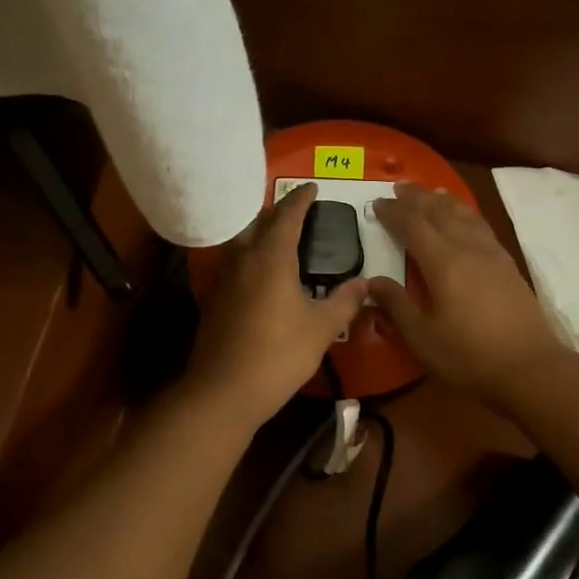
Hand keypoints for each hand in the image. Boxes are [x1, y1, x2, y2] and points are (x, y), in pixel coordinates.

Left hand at [187, 184, 367, 425]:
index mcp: (271, 257)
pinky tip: (262, 276)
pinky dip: (251, 258)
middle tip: (299, 212)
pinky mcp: (213, 300)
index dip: (301, 199)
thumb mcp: (321, 329)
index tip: (313, 187)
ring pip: (242, 243)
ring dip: (261, 234)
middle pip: (259, 223)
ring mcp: (223, 279)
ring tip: (282, 240)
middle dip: (279, 212)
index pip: (286, 215)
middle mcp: (242, 259)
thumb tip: (364, 283)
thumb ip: (344, 301)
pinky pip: (235, 264)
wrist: (222, 391)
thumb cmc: (277, 355)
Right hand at [371, 182, 566, 409]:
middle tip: (399, 186)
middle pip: (440, 212)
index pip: (413, 226)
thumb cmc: (469, 356)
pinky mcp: (508, 265)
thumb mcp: (422, 337)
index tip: (376, 204)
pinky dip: (466, 213)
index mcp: (443, 263)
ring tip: (431, 192)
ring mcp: (492, 254)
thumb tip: (372, 281)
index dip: (393, 213)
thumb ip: (397, 305)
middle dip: (417, 197)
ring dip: (444, 200)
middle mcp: (468, 249)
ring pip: (465, 214)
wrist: (530, 368)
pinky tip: (464, 218)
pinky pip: (481, 226)